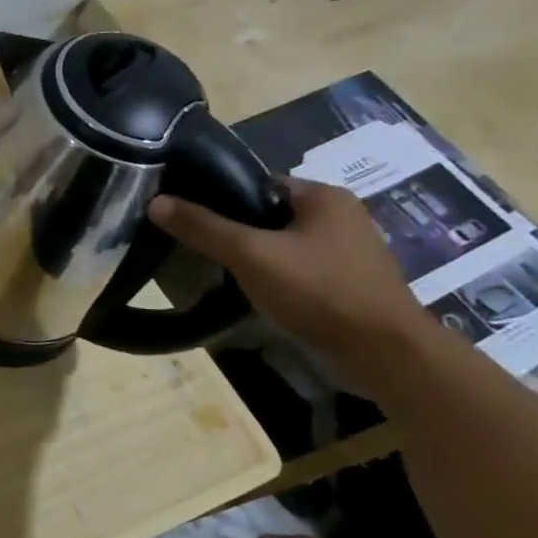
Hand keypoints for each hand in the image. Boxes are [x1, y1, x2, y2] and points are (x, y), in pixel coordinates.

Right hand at [148, 178, 428, 372]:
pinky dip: (273, 275)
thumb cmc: (318, 290)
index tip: (188, 214)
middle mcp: (341, 216)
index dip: (220, 196)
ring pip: (281, 243)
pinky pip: (296, 268)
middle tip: (197, 244)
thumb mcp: (249, 254)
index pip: (257, 183)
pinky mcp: (347, 283)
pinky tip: (251, 290)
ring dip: (252, 255)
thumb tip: (155, 202)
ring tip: (217, 268)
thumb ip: (203, 227)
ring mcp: (347, 252)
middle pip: (268, 213)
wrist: (382, 353)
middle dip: (234, 229)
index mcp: (324, 196)